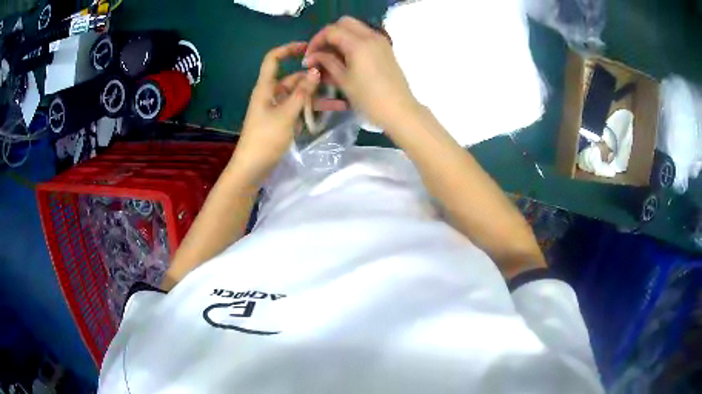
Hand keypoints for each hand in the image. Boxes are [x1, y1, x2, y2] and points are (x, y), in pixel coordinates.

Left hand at [234, 42, 343, 183]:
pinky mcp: (282, 121)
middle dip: (312, 78)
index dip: (289, 49)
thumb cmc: (265, 138)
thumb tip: (315, 71)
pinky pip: (298, 108)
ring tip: (340, 97)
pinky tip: (330, 110)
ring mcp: (277, 108)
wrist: (252, 168)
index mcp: (266, 87)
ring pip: (298, 95)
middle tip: (336, 78)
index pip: (273, 59)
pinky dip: (311, 108)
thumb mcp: (286, 114)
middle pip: (292, 78)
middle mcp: (271, 94)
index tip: (309, 48)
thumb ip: (302, 93)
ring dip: (316, 95)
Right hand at [304, 17, 419, 130]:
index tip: (309, 56)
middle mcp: (371, 36)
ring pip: (356, 28)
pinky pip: (365, 36)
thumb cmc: (369, 99)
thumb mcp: (343, 80)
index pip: (331, 31)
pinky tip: (346, 59)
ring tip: (332, 58)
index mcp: (358, 43)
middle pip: (344, 23)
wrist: (399, 111)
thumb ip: (326, 62)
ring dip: (341, 38)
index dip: (316, 41)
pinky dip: (353, 42)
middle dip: (329, 35)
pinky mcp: (386, 49)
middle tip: (320, 52)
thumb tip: (313, 56)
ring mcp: (381, 41)